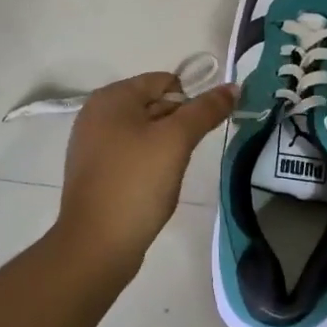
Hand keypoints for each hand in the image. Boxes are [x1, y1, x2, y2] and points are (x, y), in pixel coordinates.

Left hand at [56, 72, 237, 272]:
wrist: (96, 245)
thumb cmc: (136, 183)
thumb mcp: (176, 141)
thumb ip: (205, 110)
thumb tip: (233, 86)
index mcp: (111, 97)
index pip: (165, 81)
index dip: (189, 103)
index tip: (197, 134)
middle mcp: (97, 114)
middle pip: (155, 104)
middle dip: (177, 126)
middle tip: (183, 156)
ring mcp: (93, 144)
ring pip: (146, 132)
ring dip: (166, 148)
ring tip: (168, 174)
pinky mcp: (96, 172)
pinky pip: (133, 155)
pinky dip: (149, 165)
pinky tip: (153, 187)